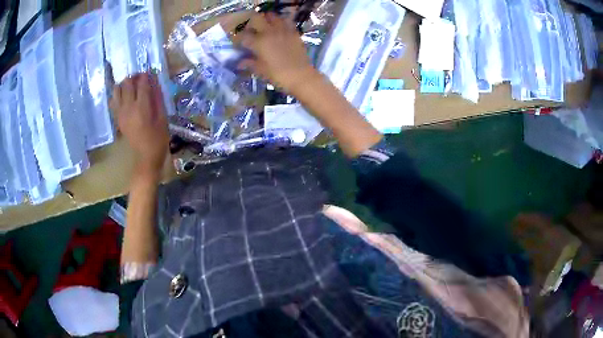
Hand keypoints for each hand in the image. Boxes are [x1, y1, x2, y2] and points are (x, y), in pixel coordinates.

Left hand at [110, 73, 168, 178]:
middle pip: (127, 83)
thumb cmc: (158, 138)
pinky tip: (123, 96)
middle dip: (134, 77)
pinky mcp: (117, 118)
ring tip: (132, 86)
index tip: (150, 73)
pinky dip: (117, 95)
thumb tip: (154, 82)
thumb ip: (157, 98)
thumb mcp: (162, 117)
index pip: (142, 83)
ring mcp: (121, 112)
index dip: (146, 76)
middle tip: (141, 78)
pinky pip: (113, 101)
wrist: (145, 157)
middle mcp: (128, 107)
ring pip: (117, 90)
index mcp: (142, 107)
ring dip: (124, 84)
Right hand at [237, 13, 321, 94]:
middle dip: (251, 23)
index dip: (238, 38)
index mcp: (258, 42)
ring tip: (265, 25)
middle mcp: (269, 32)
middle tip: (250, 30)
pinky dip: (281, 21)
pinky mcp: (294, 32)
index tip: (237, 42)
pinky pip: (286, 21)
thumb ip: (249, 64)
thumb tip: (239, 63)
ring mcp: (282, 30)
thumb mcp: (260, 71)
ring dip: (266, 19)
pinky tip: (279, 27)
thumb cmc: (278, 75)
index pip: (243, 36)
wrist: (301, 76)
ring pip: (272, 16)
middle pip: (256, 19)